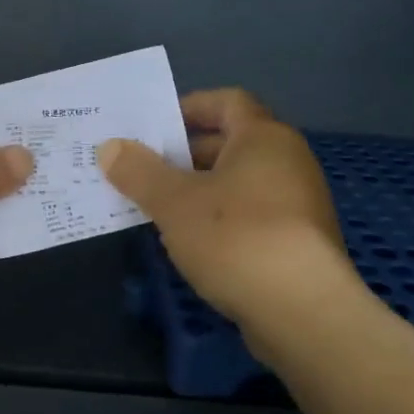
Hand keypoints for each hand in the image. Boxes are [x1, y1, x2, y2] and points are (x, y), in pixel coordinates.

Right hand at [100, 88, 355, 327]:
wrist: (303, 312)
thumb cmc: (236, 238)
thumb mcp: (174, 202)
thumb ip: (139, 172)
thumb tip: (110, 148)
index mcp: (264, 137)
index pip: (227, 101)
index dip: (188, 107)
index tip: (153, 127)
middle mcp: (288, 161)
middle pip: (231, 142)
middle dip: (185, 154)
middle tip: (143, 169)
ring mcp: (298, 203)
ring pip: (239, 183)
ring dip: (199, 190)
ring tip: (158, 207)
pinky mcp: (299, 242)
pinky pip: (251, 214)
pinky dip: (219, 219)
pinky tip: (192, 243)